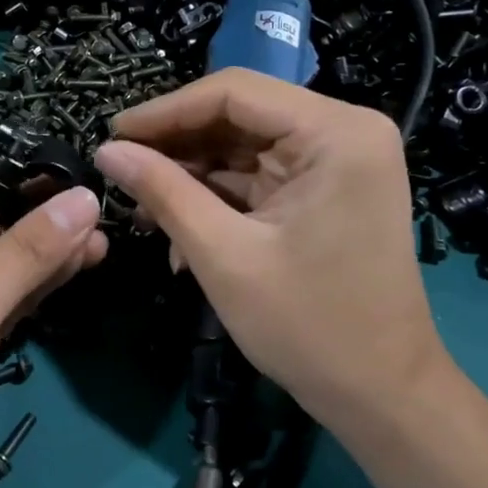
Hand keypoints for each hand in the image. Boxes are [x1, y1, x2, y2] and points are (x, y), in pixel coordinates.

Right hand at [92, 69, 449, 432]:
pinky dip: (216, 200)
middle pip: (238, 117)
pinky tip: (179, 233)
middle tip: (120, 174)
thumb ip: (163, 192)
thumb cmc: (308, 325)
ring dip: (191, 178)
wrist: (380, 394)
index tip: (111, 135)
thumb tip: (107, 151)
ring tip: (141, 211)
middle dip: (176, 149)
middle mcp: (343, 132)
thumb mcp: (223, 255)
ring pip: (241, 148)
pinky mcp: (325, 191)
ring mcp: (337, 162)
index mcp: (335, 132)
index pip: (233, 92)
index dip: (164, 111)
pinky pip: (257, 178)